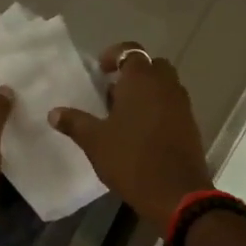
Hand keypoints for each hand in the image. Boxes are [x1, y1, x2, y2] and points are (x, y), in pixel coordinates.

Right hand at [49, 42, 212, 230]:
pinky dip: (159, 111)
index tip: (101, 70)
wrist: (175, 193)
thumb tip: (53, 112)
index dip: (114, 56)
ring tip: (125, 117)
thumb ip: (75, 123)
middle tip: (113, 94)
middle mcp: (166, 85)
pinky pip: (172, 108)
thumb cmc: (131, 160)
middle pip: (151, 67)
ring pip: (164, 88)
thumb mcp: (95, 142)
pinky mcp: (191, 126)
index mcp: (142, 80)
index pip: (130, 51)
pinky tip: (142, 134)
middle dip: (133, 75)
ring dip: (147, 94)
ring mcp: (182, 106)